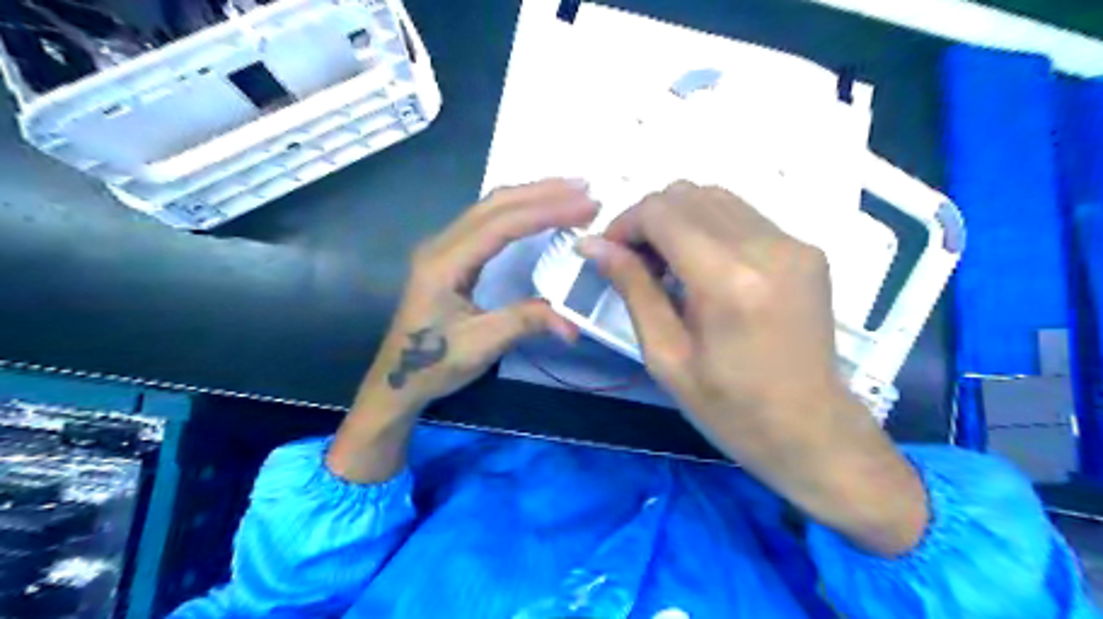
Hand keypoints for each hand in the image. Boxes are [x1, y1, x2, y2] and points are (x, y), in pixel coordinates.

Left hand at [329, 176, 593, 477]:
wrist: (398, 378)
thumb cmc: (434, 363)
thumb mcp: (481, 345)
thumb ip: (525, 323)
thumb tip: (573, 323)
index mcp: (444, 263)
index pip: (501, 224)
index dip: (546, 211)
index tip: (585, 206)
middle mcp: (441, 244)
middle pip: (495, 204)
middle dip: (542, 193)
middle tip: (585, 189)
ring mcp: (443, 247)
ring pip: (490, 207)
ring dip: (531, 195)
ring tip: (569, 191)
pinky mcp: (450, 255)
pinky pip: (487, 220)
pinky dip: (518, 210)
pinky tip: (538, 210)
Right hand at [578, 178, 927, 556]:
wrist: (813, 431)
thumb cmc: (731, 409)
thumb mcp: (666, 357)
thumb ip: (633, 290)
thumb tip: (593, 246)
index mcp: (728, 281)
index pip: (661, 211)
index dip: (624, 223)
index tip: (608, 253)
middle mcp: (767, 247)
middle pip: (688, 193)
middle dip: (647, 219)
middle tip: (635, 263)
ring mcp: (794, 243)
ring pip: (715, 197)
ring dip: (678, 220)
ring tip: (666, 265)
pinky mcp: (806, 250)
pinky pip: (743, 215)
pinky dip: (709, 228)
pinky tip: (702, 268)